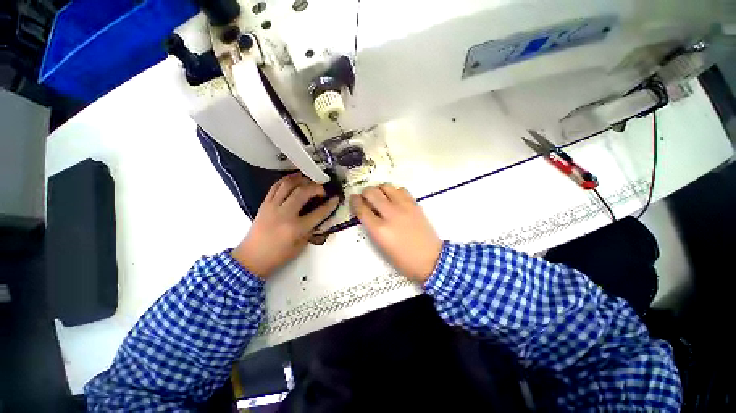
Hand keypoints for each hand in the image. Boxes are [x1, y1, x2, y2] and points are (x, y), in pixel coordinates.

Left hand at [232, 173, 338, 278]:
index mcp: (296, 229)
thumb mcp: (299, 248)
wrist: (253, 256)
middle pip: (303, 192)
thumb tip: (317, 219)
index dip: (329, 205)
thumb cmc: (277, 256)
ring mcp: (273, 207)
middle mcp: (285, 214)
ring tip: (308, 179)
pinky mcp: (264, 204)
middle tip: (322, 189)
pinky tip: (292, 179)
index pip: (318, 213)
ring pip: (288, 185)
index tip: (335, 199)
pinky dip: (285, 180)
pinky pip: (275, 187)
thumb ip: (309, 232)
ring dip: (300, 179)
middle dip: (315, 187)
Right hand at [350, 184, 441, 282]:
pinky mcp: (415, 205)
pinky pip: (401, 190)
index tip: (353, 199)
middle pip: (372, 193)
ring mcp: (404, 207)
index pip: (361, 209)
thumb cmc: (404, 261)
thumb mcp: (382, 248)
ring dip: (379, 189)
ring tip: (379, 195)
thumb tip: (368, 215)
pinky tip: (394, 198)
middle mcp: (390, 215)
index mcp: (379, 230)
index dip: (354, 202)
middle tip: (364, 196)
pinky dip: (394, 191)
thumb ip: (374, 230)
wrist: (431, 260)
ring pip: (386, 187)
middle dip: (365, 193)